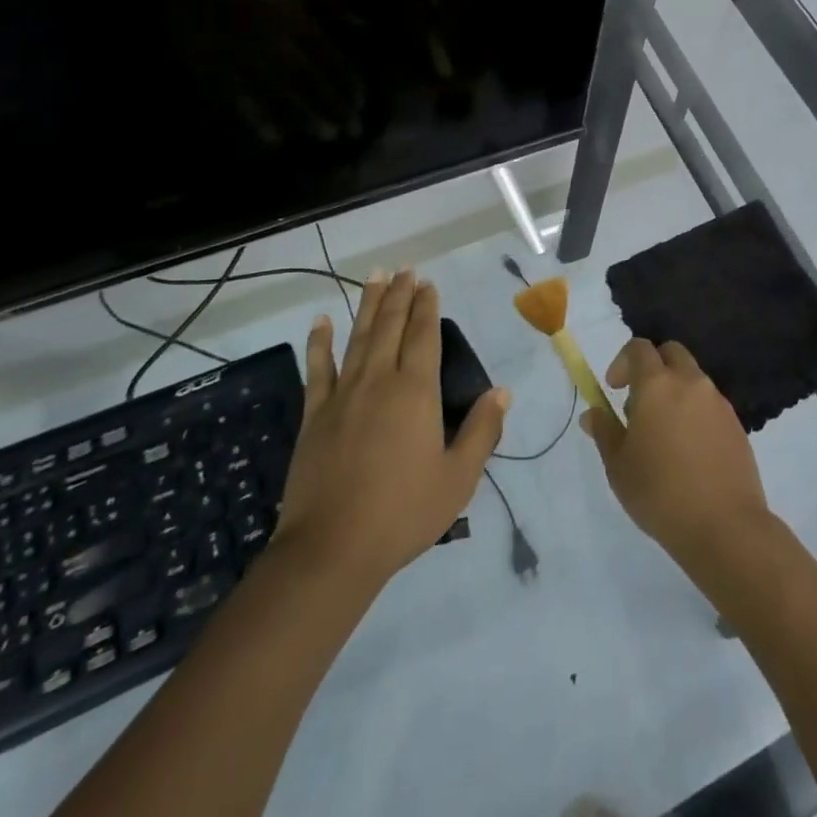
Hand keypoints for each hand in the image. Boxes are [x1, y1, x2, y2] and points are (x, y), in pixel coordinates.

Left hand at [273, 269, 507, 589]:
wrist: (332, 548)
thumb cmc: (403, 513)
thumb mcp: (458, 478)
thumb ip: (481, 431)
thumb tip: (502, 392)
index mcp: (416, 392)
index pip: (424, 336)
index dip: (427, 307)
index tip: (428, 283)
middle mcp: (379, 380)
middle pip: (391, 326)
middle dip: (400, 295)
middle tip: (405, 269)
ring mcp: (343, 395)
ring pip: (358, 337)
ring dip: (368, 305)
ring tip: (375, 277)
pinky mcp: (314, 415)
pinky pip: (317, 369)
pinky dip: (319, 343)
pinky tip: (320, 322)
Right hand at [582, 338, 769, 570]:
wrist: (724, 525)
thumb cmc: (660, 493)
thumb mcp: (618, 466)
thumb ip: (604, 431)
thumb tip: (592, 413)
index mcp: (657, 384)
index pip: (639, 348)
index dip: (622, 362)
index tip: (614, 389)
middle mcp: (690, 382)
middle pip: (671, 353)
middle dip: (652, 366)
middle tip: (640, 402)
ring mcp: (717, 401)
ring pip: (692, 377)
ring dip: (675, 389)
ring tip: (663, 433)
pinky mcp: (735, 423)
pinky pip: (709, 402)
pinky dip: (695, 411)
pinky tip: (688, 450)